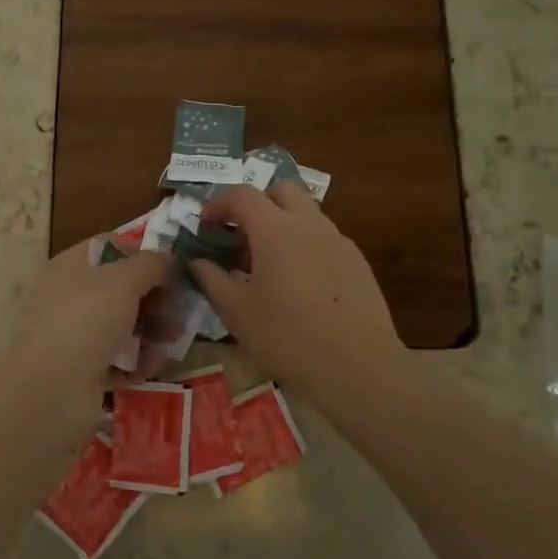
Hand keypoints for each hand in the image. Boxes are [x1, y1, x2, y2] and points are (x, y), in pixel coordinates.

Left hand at [0, 241, 173, 414]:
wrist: (51, 389)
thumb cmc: (87, 319)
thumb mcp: (124, 281)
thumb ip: (151, 264)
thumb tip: (168, 257)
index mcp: (70, 266)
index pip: (109, 247)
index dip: (141, 254)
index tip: (171, 268)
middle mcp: (69, 296)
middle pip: (121, 289)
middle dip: (154, 299)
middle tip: (179, 311)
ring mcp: (74, 335)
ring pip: (122, 325)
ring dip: (152, 331)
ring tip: (171, 341)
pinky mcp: (82, 370)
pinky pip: (117, 359)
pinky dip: (137, 361)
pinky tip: (152, 366)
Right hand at [189, 179, 403, 391]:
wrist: (358, 368)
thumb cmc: (287, 338)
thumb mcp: (237, 312)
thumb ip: (212, 279)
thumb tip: (198, 261)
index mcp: (275, 230)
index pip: (242, 196)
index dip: (219, 204)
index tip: (206, 225)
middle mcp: (309, 224)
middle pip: (281, 190)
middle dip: (257, 203)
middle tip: (241, 234)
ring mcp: (338, 241)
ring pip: (306, 213)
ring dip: (282, 223)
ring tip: (269, 262)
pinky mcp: (358, 262)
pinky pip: (325, 238)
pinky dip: (305, 245)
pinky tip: (300, 282)